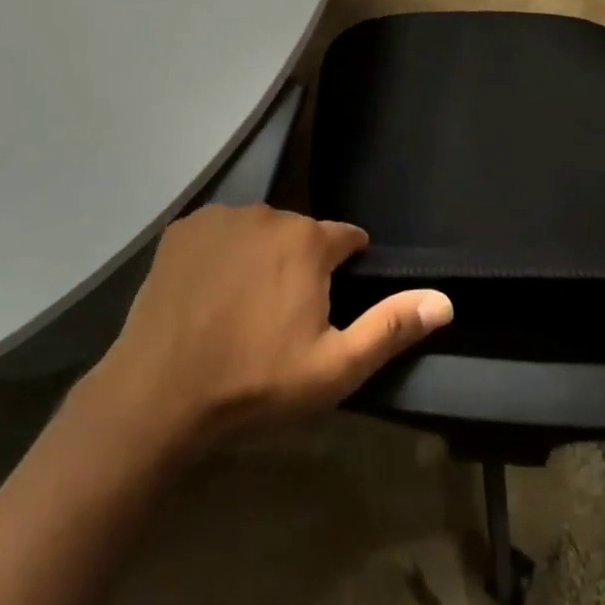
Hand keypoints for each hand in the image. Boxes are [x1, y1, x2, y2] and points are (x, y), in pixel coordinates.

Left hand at [84, 204, 452, 458]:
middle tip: (283, 314)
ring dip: (259, 256)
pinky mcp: (183, 228)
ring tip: (243, 306)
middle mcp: (267, 213)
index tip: (336, 293)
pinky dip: (220, 253)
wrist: (160, 392)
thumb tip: (444, 300)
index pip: (346, 238)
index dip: (347, 264)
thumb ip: (390, 328)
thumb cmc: (255, 382)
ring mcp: (220, 217)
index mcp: (308, 241)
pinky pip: (216, 233)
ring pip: (256, 230)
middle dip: (300, 263)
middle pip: (299, 233)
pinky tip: (208, 292)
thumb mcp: (334, 368)